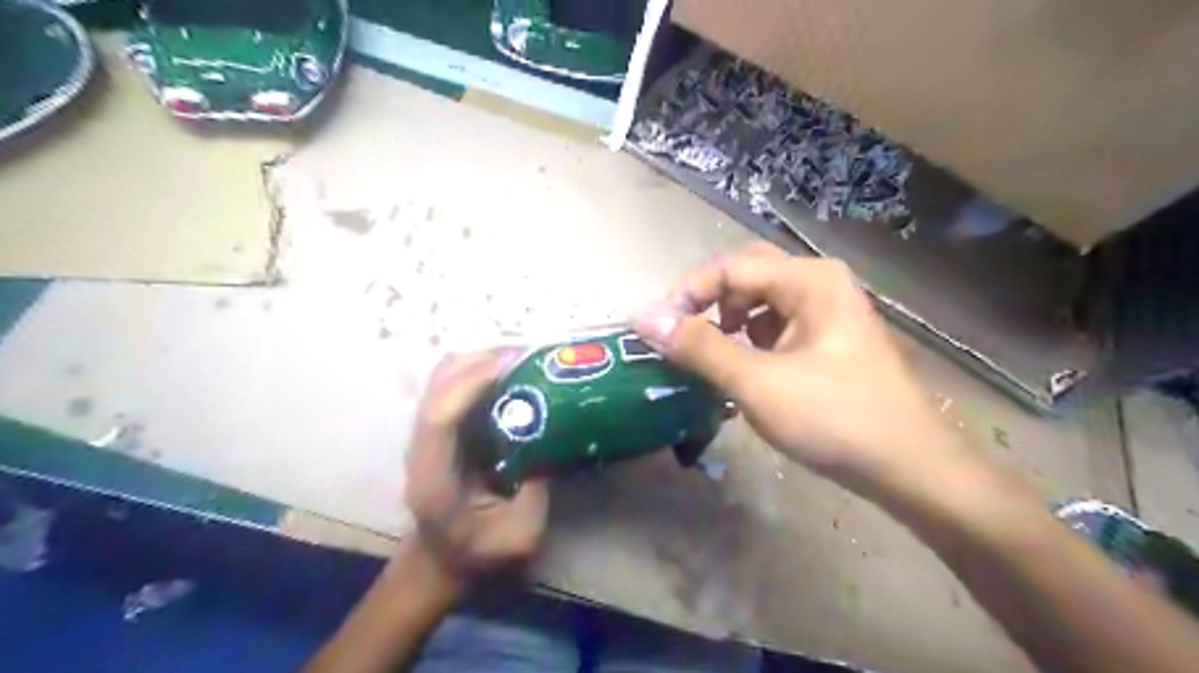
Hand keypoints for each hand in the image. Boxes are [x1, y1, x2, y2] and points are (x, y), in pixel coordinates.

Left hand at [405, 351, 548, 578]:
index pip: (439, 418)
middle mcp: (422, 447)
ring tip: (523, 359)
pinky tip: (511, 373)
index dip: (470, 384)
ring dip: (480, 360)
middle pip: (437, 385)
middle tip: (528, 355)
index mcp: (434, 478)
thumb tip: (552, 437)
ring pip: (443, 377)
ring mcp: (427, 434)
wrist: (440, 561)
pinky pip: (455, 384)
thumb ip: (535, 489)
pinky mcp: (441, 428)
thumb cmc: (478, 554)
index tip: (511, 364)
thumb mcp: (520, 536)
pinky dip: (480, 369)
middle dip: (479, 361)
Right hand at [636, 243, 962, 487]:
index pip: (729, 268)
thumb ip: (700, 347)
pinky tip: (741, 369)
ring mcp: (826, 312)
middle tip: (682, 336)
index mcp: (808, 280)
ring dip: (727, 322)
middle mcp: (818, 284)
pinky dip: (749, 340)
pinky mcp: (826, 340)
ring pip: (759, 301)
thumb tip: (644, 318)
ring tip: (710, 356)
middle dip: (708, 303)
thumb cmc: (835, 418)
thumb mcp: (758, 383)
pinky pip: (775, 326)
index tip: (655, 330)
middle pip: (745, 276)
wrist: (909, 468)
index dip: (686, 294)